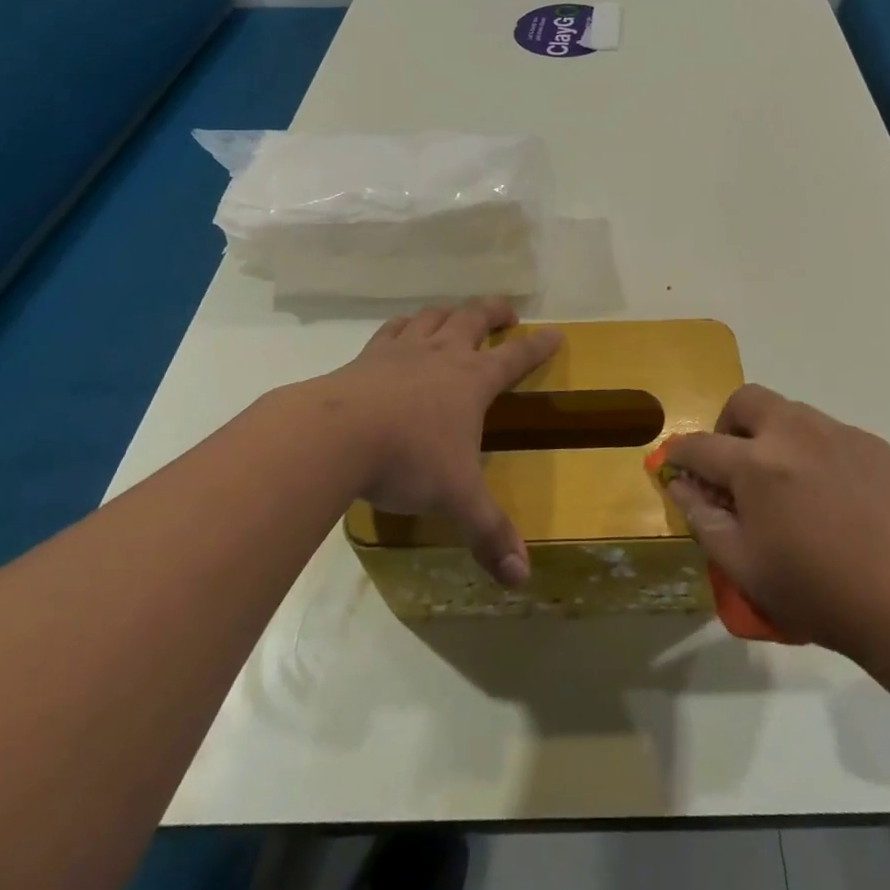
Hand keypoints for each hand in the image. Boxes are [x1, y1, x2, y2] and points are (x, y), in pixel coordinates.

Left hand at [308, 298, 560, 585]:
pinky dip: (405, 325)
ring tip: (457, 318)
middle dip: (495, 311)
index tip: (555, 334)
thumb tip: (522, 578)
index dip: (539, 345)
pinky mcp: (368, 356)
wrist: (335, 435)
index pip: (517, 356)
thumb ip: (489, 533)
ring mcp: (404, 350)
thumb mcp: (456, 498)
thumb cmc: (408, 459)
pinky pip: (392, 329)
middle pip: (475, 317)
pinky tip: (403, 332)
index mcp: (473, 380)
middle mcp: (443, 355)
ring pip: (434, 316)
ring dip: (451, 312)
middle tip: (506, 314)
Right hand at [664, 385, 889, 658]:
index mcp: (755, 464)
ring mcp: (836, 432)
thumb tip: (679, 483)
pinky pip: (829, 432)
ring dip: (773, 434)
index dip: (681, 454)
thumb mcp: (744, 567)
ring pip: (790, 411)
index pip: (700, 445)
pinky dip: (814, 450)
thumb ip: (703, 518)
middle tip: (736, 464)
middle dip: (728, 425)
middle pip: (745, 400)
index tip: (676, 465)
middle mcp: (793, 432)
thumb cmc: (817, 591)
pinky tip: (831, 493)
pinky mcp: (871, 442)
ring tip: (787, 481)